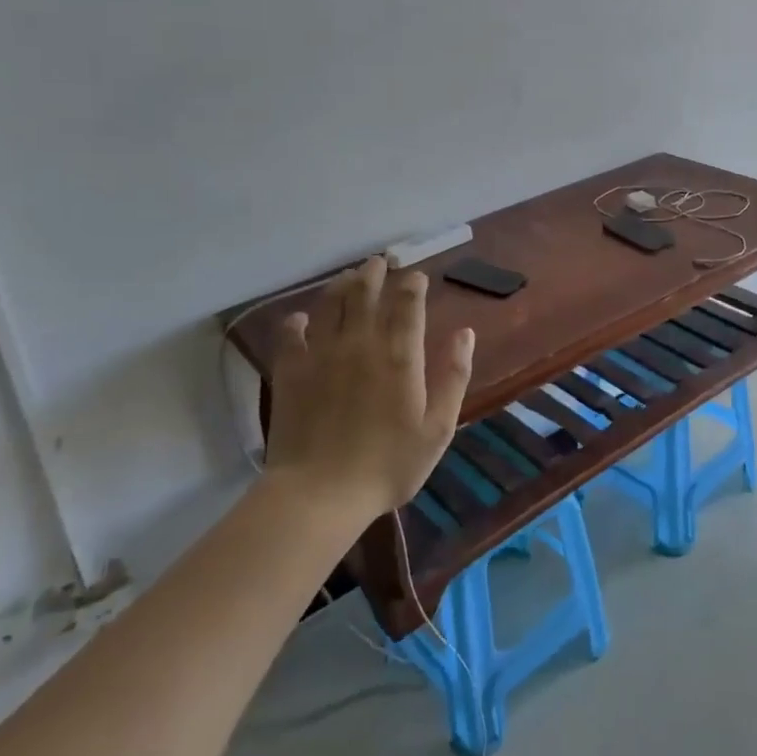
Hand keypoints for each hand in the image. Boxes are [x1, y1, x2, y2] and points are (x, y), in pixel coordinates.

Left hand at [267, 256, 475, 519]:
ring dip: (342, 285)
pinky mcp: (291, 371)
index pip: (408, 302)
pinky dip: (297, 321)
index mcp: (400, 354)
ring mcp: (322, 353)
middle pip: (366, 292)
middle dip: (375, 272)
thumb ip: (454, 376)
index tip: (417, 276)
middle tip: (380, 261)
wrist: (320, 494)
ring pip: (331, 304)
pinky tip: (301, 318)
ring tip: (350, 276)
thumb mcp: (438, 428)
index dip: (413, 283)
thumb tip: (464, 333)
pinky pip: (291, 334)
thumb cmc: (388, 465)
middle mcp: (361, 342)